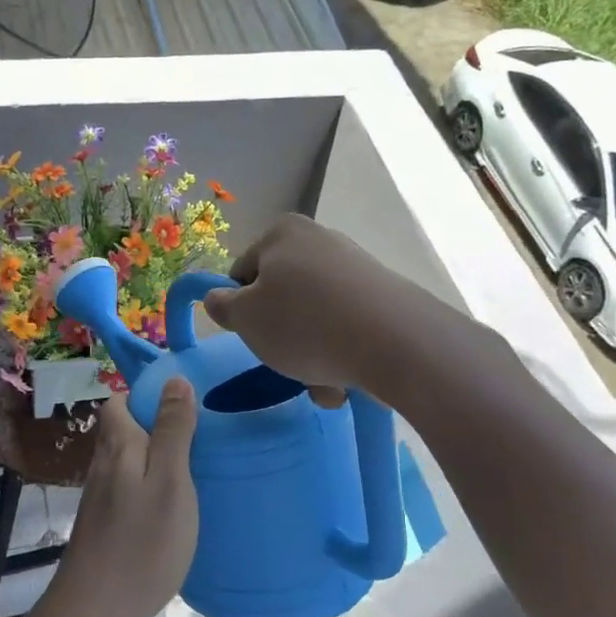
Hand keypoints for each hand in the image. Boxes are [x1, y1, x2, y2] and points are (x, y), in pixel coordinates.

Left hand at [52, 381, 198, 616]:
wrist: (95, 609)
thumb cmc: (141, 541)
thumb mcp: (170, 481)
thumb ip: (173, 430)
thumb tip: (174, 380)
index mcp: (118, 445)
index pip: (120, 400)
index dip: (147, 395)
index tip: (185, 405)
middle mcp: (103, 463)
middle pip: (123, 428)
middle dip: (156, 425)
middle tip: (198, 438)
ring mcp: (99, 495)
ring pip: (126, 459)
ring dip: (154, 456)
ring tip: (193, 469)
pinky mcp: (103, 522)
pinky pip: (128, 486)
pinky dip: (148, 485)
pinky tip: (171, 505)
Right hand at [203, 215, 402, 406]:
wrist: (396, 343)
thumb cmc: (304, 324)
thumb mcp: (245, 318)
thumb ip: (222, 306)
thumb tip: (219, 298)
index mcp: (283, 233)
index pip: (243, 272)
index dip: (240, 308)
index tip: (252, 335)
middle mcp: (321, 240)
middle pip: (282, 297)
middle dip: (281, 336)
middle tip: (285, 363)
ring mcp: (357, 268)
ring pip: (315, 318)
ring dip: (311, 354)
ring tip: (323, 383)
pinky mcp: (385, 297)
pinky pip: (348, 327)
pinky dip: (341, 353)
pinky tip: (348, 380)